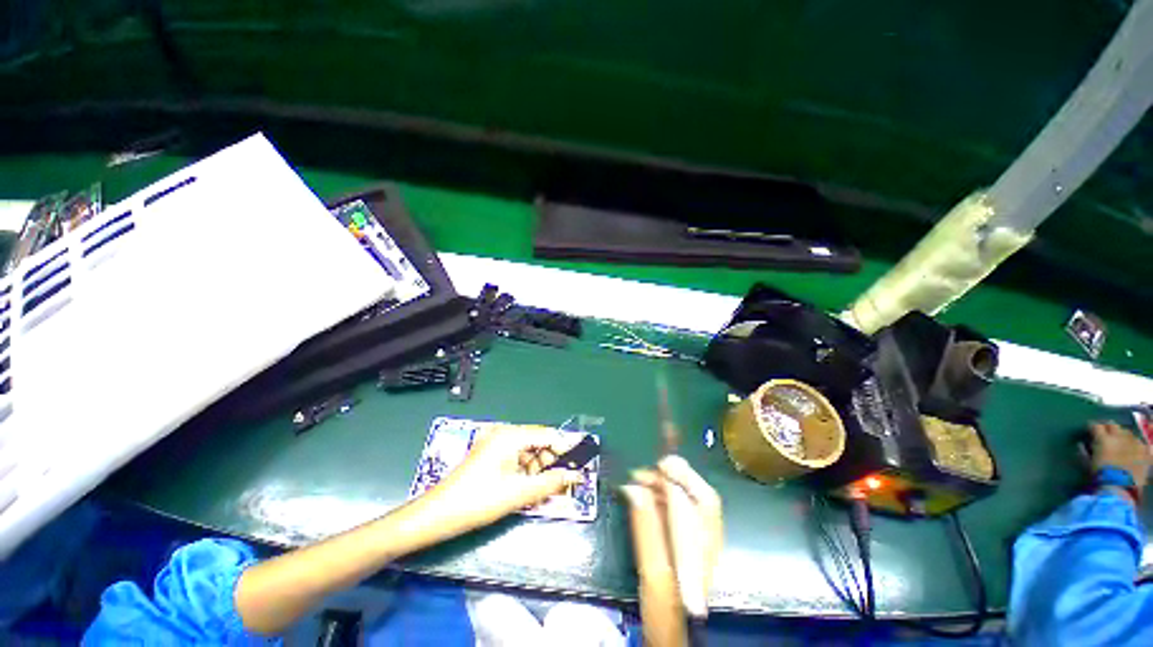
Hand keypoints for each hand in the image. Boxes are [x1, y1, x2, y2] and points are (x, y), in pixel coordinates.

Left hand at [428, 425, 583, 531]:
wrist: (436, 516)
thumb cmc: (477, 501)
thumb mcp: (518, 493)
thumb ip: (550, 483)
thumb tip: (575, 476)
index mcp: (511, 435)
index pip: (547, 435)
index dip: (565, 449)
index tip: (580, 464)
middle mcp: (504, 434)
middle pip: (538, 443)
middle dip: (551, 463)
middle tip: (563, 484)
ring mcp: (495, 445)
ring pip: (528, 453)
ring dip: (539, 470)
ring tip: (546, 491)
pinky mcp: (490, 456)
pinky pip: (516, 460)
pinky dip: (526, 473)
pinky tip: (529, 490)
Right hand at [621, 456, 722, 643]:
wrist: (673, 630)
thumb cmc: (665, 608)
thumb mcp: (653, 570)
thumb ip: (646, 527)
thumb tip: (634, 488)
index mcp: (704, 545)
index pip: (704, 499)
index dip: (684, 475)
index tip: (660, 463)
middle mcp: (708, 538)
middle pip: (697, 496)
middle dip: (670, 478)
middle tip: (640, 473)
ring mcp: (700, 540)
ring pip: (687, 501)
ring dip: (663, 487)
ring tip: (637, 482)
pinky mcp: (689, 542)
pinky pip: (678, 511)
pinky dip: (662, 499)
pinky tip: (645, 497)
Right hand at [1090, 421, 1151, 489]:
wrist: (1121, 488)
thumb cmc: (1101, 476)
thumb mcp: (1088, 465)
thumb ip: (1084, 452)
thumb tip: (1081, 445)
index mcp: (1104, 438)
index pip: (1096, 426)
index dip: (1092, 427)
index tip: (1089, 430)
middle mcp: (1119, 436)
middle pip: (1113, 425)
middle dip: (1108, 428)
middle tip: (1105, 433)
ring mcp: (1135, 443)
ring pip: (1128, 433)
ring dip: (1122, 435)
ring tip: (1120, 442)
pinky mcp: (1145, 451)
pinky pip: (1142, 443)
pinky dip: (1137, 444)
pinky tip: (1135, 448)